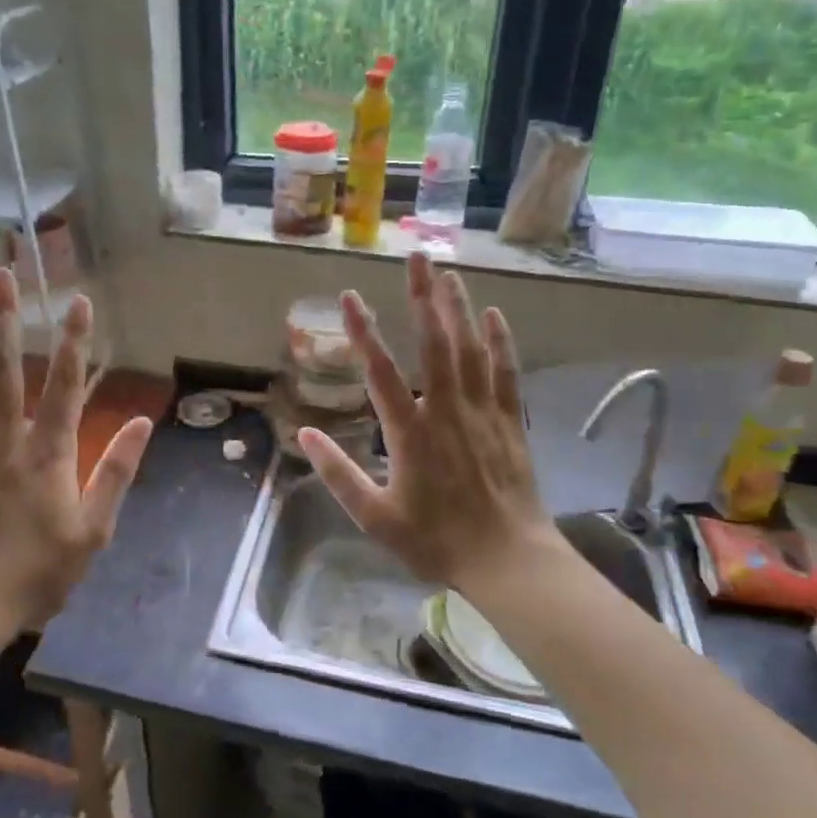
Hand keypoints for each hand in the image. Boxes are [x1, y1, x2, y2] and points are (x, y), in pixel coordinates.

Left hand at [0, 267, 153, 634]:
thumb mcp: (93, 531)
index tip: (79, 301)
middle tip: (2, 274)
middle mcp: (3, 439)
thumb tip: (143, 423)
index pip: (66, 386)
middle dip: (5, 318)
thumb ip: (117, 473)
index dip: (75, 341)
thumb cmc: (33, 574)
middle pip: (4, 368)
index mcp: (47, 454)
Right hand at [298, 252, 562, 603]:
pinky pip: (506, 372)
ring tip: (447, 272)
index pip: (380, 371)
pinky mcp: (510, 421)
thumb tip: (306, 435)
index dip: (362, 331)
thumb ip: (338, 474)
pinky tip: (494, 315)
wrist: (508, 560)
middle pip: (434, 343)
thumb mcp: (375, 517)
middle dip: (423, 297)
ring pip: (470, 349)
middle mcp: (446, 410)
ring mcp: (483, 412)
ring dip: (458, 308)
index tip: (348, 296)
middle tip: (416, 257)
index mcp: (409, 433)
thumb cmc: (436, 541)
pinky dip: (500, 341)